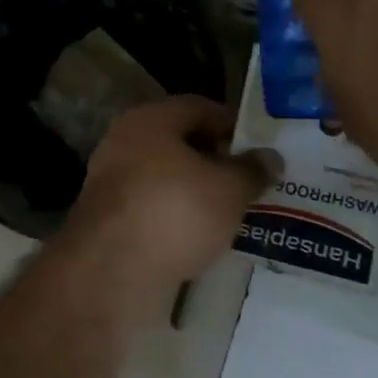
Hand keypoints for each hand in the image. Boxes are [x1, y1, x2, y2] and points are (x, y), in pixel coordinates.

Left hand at [62, 95, 272, 306]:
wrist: (113, 269)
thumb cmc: (175, 211)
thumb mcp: (229, 189)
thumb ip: (251, 170)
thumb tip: (270, 157)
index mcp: (148, 120)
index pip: (198, 107)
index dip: (232, 123)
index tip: (259, 146)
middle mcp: (122, 143)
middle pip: (177, 142)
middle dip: (214, 159)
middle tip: (249, 179)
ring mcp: (110, 182)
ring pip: (164, 177)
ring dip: (195, 190)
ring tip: (231, 210)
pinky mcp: (108, 219)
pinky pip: (152, 207)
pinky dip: (175, 215)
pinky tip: (200, 234)